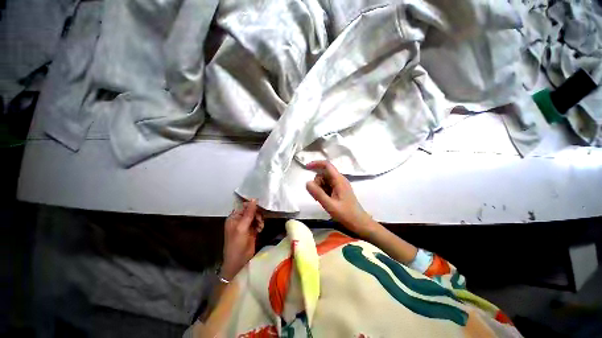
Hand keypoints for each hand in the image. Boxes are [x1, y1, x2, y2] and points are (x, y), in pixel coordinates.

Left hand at [222, 199, 263, 280]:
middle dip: (257, 214)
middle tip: (260, 220)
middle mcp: (240, 220)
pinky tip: (260, 230)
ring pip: (256, 216)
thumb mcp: (242, 227)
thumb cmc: (237, 244)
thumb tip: (254, 199)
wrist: (239, 261)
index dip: (252, 206)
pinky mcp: (252, 231)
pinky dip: (260, 225)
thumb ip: (249, 213)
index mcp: (234, 217)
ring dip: (259, 220)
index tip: (260, 208)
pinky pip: (258, 223)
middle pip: (251, 211)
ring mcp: (246, 225)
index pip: (244, 206)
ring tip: (260, 226)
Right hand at [305, 161, 375, 237]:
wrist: (359, 223)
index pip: (327, 165)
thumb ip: (318, 193)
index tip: (306, 167)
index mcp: (339, 180)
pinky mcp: (339, 190)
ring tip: (321, 200)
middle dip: (317, 182)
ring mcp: (340, 185)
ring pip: (325, 180)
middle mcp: (340, 180)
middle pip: (324, 174)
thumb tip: (307, 182)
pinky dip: (323, 191)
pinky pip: (328, 186)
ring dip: (319, 188)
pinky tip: (324, 200)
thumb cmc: (346, 214)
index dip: (316, 164)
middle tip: (316, 196)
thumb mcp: (330, 205)